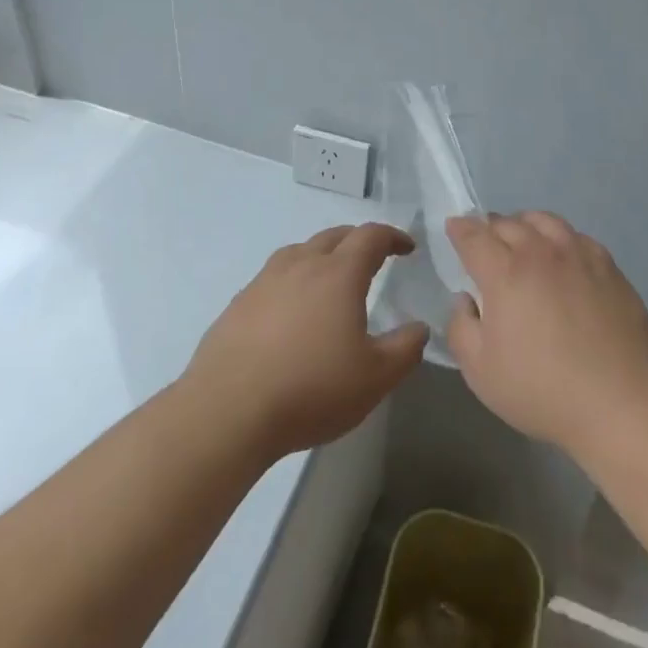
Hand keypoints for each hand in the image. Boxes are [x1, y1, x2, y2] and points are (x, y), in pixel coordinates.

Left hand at [186, 223, 428, 462]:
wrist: (227, 411)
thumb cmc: (311, 389)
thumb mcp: (375, 378)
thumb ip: (405, 349)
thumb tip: (419, 328)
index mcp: (339, 273)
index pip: (371, 237)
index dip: (393, 237)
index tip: (407, 248)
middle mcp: (301, 264)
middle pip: (334, 236)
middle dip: (359, 241)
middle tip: (374, 258)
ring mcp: (264, 281)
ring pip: (300, 252)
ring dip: (322, 256)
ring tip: (331, 280)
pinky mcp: (238, 304)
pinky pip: (273, 278)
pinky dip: (292, 282)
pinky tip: (291, 313)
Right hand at [446, 212, 647, 455]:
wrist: (621, 402)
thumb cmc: (543, 390)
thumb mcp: (481, 372)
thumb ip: (461, 327)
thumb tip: (466, 299)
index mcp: (506, 273)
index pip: (474, 236)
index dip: (459, 229)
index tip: (453, 227)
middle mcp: (540, 252)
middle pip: (508, 222)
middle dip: (489, 227)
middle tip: (485, 243)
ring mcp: (579, 254)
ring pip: (544, 220)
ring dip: (524, 225)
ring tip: (522, 240)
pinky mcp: (608, 265)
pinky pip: (576, 236)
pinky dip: (558, 238)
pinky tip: (561, 257)